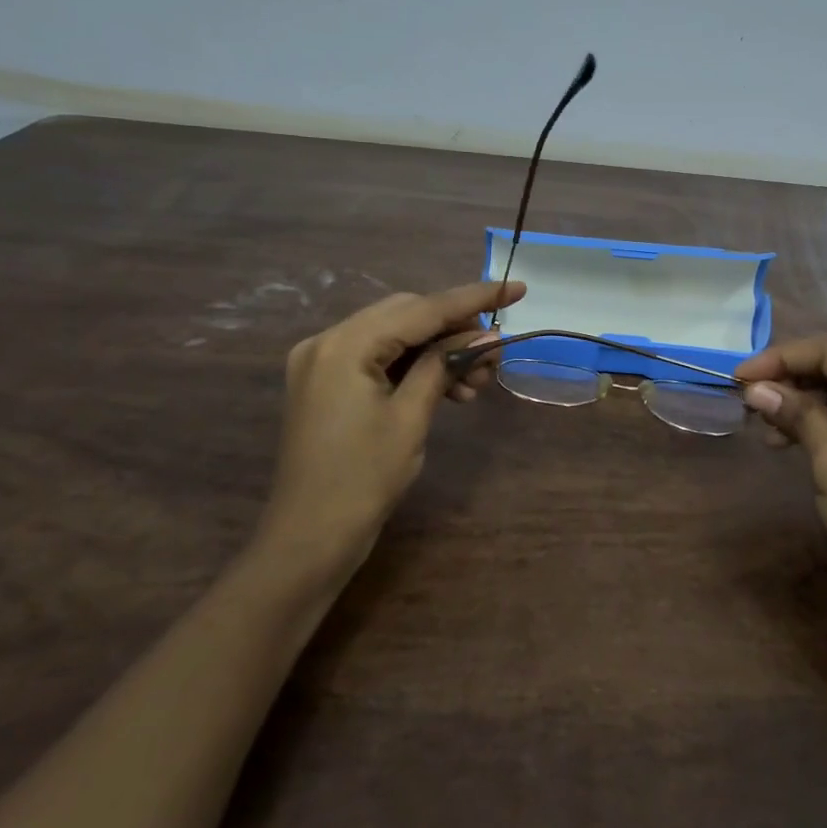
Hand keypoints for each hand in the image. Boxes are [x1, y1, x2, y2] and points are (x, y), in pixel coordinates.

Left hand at [254, 280, 524, 580]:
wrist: (309, 538)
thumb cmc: (363, 479)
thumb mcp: (411, 417)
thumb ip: (444, 365)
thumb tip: (486, 336)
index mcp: (344, 344)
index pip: (421, 309)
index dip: (474, 299)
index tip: (517, 289)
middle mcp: (327, 341)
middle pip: (406, 316)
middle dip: (456, 329)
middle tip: (495, 352)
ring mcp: (323, 362)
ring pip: (395, 337)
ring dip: (439, 351)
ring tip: (478, 382)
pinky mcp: (326, 383)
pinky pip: (379, 359)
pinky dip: (415, 367)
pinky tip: (450, 389)